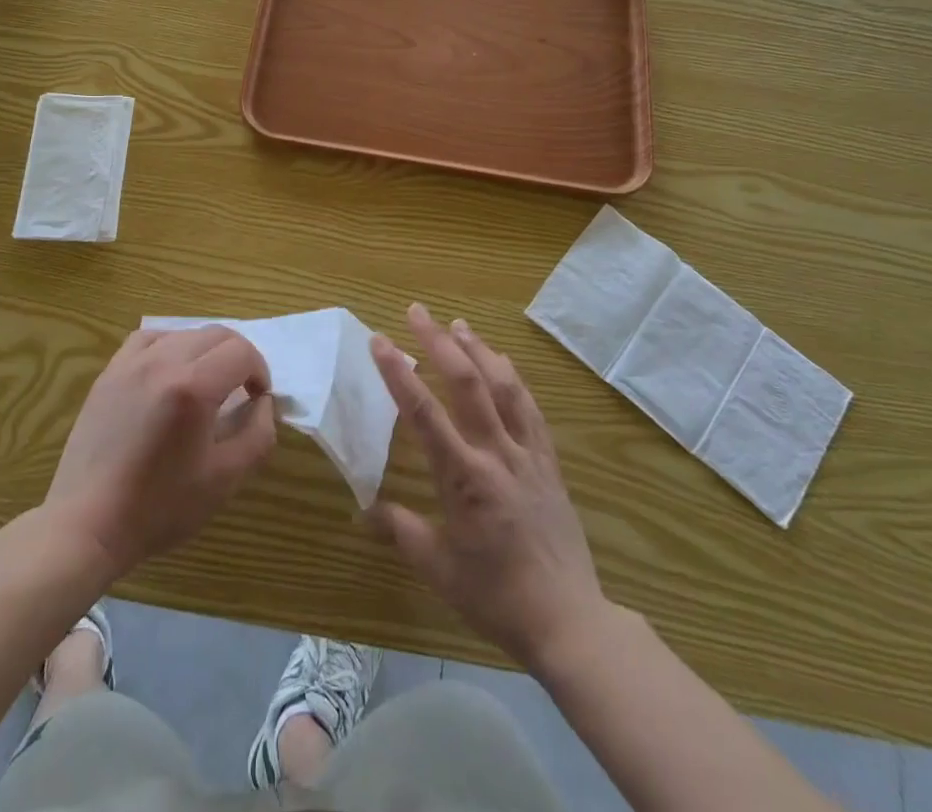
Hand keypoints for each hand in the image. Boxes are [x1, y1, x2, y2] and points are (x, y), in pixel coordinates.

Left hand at [45, 326, 277, 580]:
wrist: (88, 524)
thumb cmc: (159, 507)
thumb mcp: (225, 480)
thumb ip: (257, 435)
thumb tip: (263, 403)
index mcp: (193, 387)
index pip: (242, 352)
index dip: (259, 371)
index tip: (257, 399)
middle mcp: (163, 361)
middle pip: (216, 334)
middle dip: (238, 357)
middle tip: (241, 390)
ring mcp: (131, 363)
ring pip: (184, 333)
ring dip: (206, 350)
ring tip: (207, 383)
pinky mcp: (110, 373)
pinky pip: (149, 339)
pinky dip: (170, 345)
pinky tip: (170, 371)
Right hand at [369, 304, 608, 671]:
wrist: (568, 620)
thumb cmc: (496, 596)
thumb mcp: (438, 569)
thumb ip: (401, 530)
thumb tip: (363, 509)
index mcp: (463, 477)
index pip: (423, 413)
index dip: (398, 373)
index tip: (380, 341)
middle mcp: (495, 453)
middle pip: (466, 384)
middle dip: (439, 342)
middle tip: (418, 311)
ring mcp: (527, 454)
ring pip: (502, 386)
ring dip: (478, 350)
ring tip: (459, 324)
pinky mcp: (548, 462)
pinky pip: (530, 409)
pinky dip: (514, 379)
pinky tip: (504, 364)